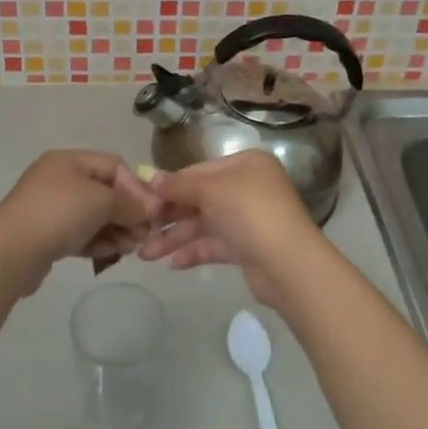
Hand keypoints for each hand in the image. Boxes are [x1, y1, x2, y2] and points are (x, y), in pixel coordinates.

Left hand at [0, 151, 157, 293]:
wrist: (9, 253)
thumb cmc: (58, 214)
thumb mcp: (102, 202)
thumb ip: (130, 203)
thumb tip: (152, 209)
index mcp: (69, 160)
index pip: (115, 166)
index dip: (137, 187)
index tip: (153, 213)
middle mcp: (59, 178)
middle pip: (105, 191)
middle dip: (128, 213)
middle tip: (143, 236)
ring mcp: (50, 206)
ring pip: (94, 214)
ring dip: (115, 229)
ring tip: (128, 249)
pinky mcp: (46, 233)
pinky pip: (79, 232)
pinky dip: (96, 241)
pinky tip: (108, 254)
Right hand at [137, 151, 331, 309]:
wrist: (287, 264)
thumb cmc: (249, 212)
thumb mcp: (210, 190)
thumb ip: (178, 184)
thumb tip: (150, 179)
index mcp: (245, 165)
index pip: (199, 170)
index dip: (170, 184)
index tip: (142, 199)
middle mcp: (248, 187)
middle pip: (200, 198)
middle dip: (169, 215)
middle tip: (139, 229)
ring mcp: (249, 219)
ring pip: (204, 224)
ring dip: (175, 237)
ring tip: (146, 254)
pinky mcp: (248, 248)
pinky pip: (214, 245)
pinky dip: (194, 252)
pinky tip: (172, 263)